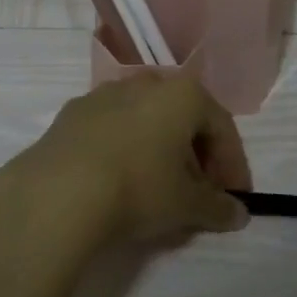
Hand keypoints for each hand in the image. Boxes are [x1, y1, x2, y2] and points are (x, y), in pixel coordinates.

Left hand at [0, 72, 250, 251]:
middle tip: (200, 193)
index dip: (233, 164)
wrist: (58, 191)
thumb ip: (217, 207)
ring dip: (160, 150)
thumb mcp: (186, 205)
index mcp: (183, 94)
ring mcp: (105, 93)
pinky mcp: (72, 112)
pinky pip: (112, 128)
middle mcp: (146, 82)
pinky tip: (118, 181)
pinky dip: (125, 149)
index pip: (221, 126)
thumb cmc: (138, 187)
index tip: (234, 198)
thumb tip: (237, 213)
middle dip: (197, 155)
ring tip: (159, 189)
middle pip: (183, 118)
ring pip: (146, 120)